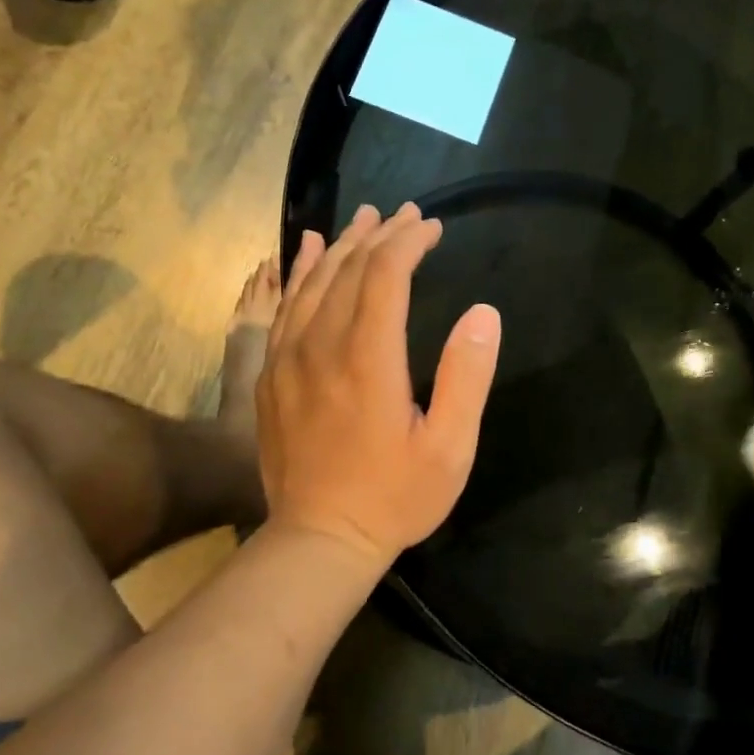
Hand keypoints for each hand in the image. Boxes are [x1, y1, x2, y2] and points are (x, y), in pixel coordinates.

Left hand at [256, 203, 501, 569]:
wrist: (319, 539)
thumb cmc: (394, 498)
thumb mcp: (449, 448)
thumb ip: (467, 377)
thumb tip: (483, 312)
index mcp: (369, 359)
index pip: (385, 275)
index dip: (409, 242)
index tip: (432, 228)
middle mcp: (322, 347)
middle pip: (347, 270)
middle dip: (380, 235)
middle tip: (406, 215)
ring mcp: (288, 359)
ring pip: (312, 283)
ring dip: (340, 246)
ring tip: (363, 220)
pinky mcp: (270, 375)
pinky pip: (284, 309)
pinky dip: (298, 274)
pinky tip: (305, 253)